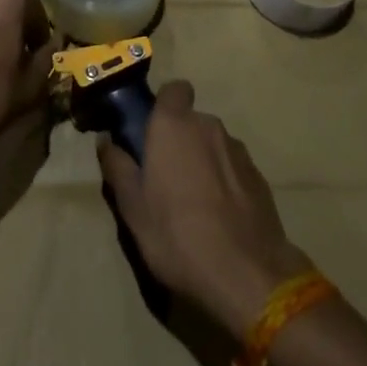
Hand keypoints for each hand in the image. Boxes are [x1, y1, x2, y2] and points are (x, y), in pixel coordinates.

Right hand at [98, 81, 310, 338]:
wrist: (247, 275)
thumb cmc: (177, 235)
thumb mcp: (132, 208)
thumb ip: (118, 167)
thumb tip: (107, 141)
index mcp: (174, 125)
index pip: (174, 89)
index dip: (164, 105)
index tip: (152, 132)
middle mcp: (208, 126)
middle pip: (191, 121)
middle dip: (179, 140)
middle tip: (165, 176)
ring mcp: (238, 151)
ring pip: (213, 144)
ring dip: (202, 161)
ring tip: (194, 202)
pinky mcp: (259, 177)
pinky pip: (233, 168)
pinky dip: (224, 181)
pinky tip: (219, 216)